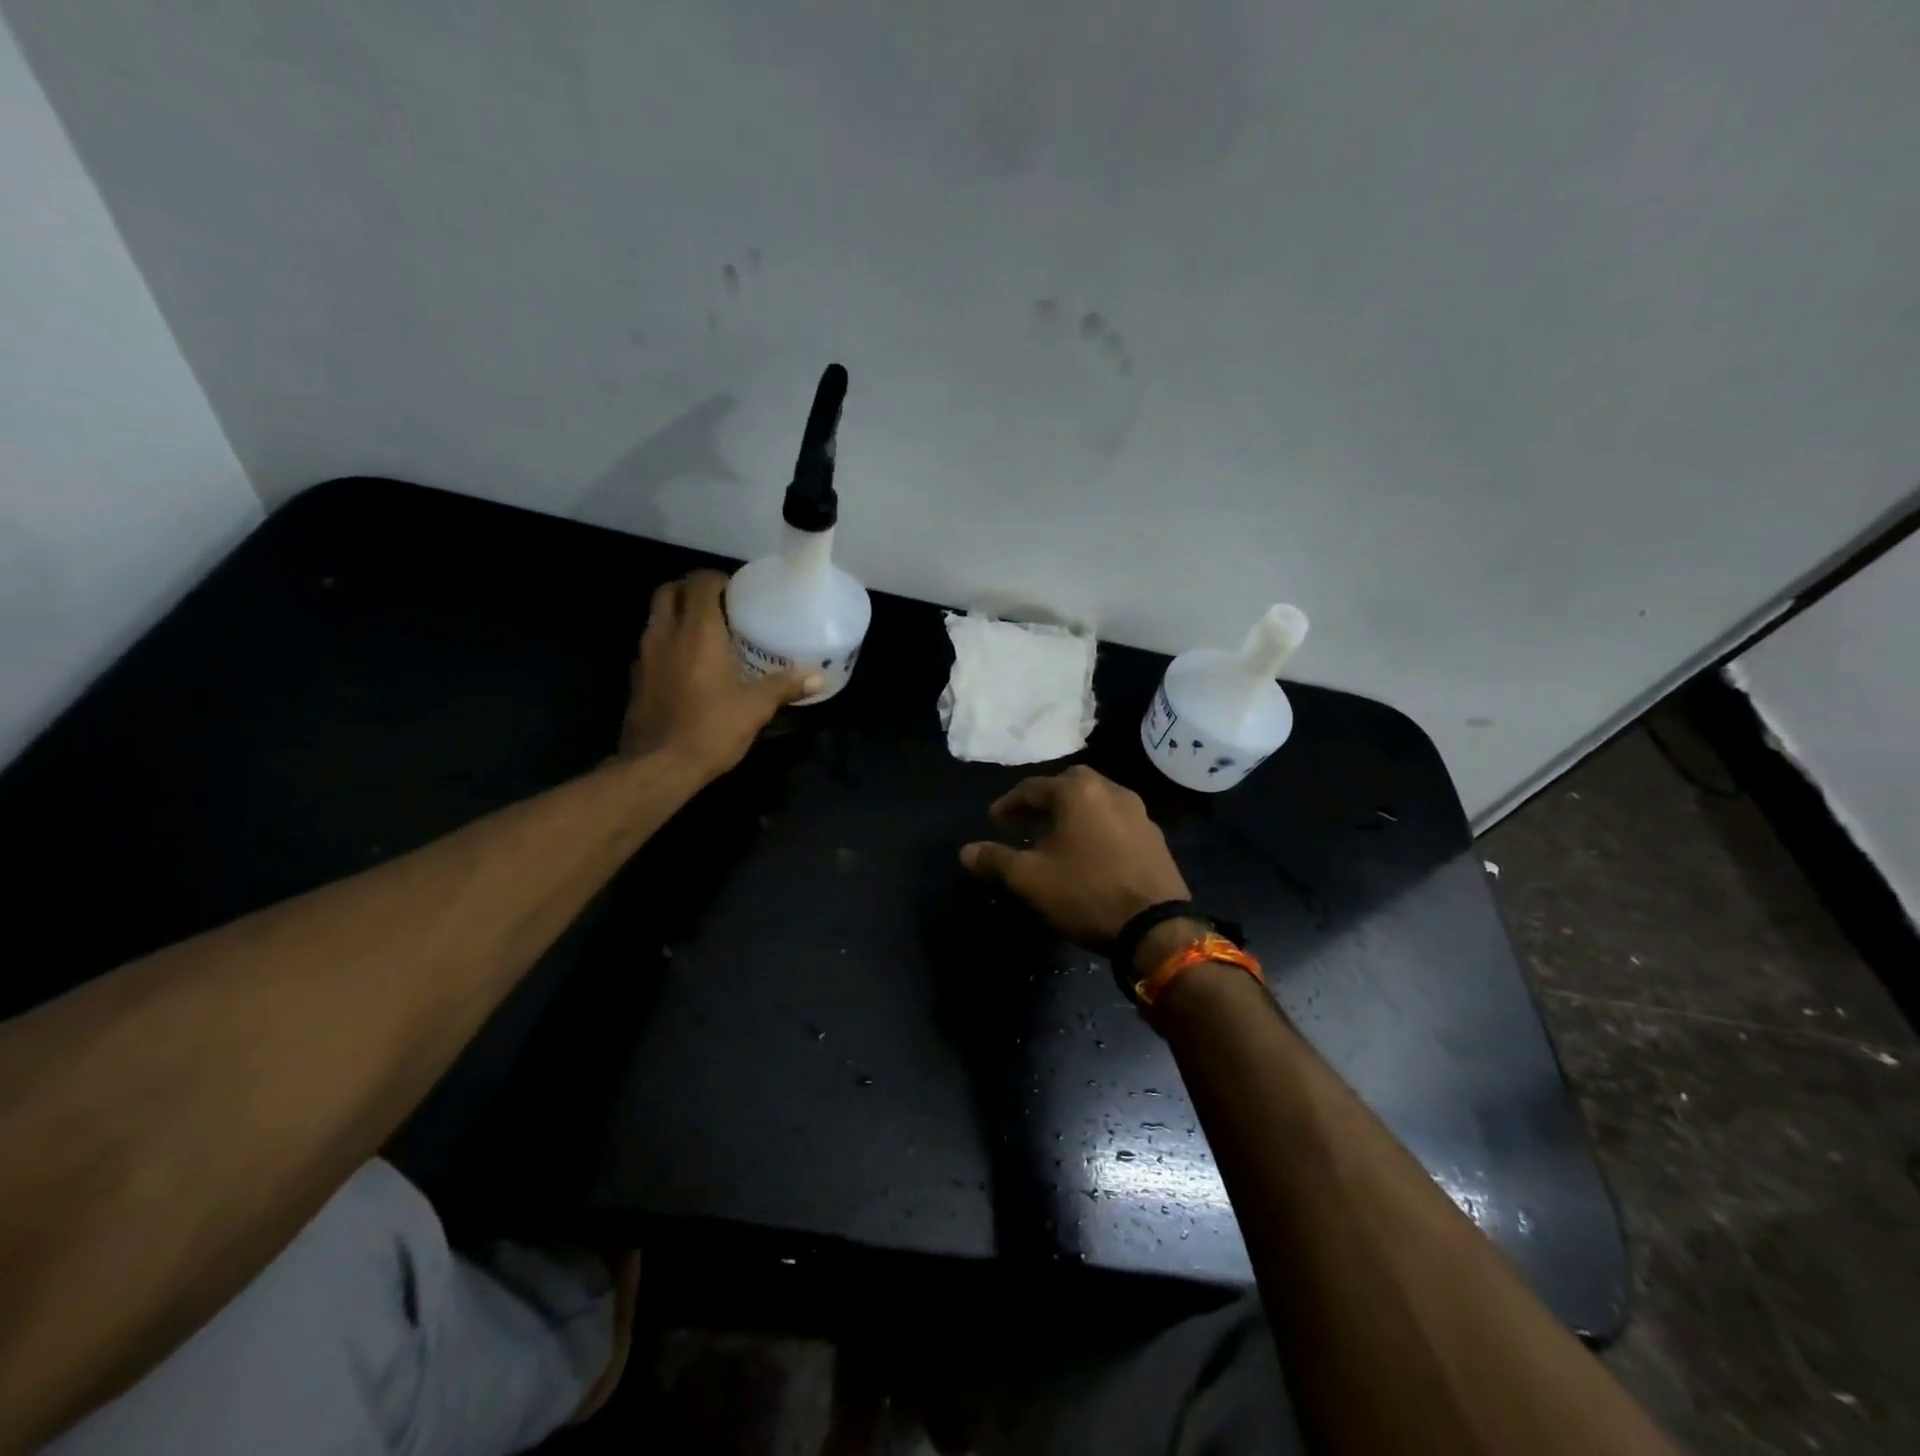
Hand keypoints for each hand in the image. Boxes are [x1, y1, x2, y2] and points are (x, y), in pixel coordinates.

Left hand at [618, 572, 818, 777]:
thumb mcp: (756, 708)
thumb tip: (819, 676)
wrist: (658, 767)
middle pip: (669, 592)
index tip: (737, 592)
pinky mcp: (636, 679)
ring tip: (707, 634)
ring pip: (657, 618)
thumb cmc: (711, 729)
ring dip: (677, 615)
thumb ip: (785, 686)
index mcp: (697, 632)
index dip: (718, 579)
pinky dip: (668, 643)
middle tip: (719, 607)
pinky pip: (651, 645)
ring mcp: (645, 656)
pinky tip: (689, 666)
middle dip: (692, 591)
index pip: (700, 582)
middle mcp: (666, 634)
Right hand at [960, 766, 1190, 951]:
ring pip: (1096, 801)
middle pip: (1069, 785)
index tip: (994, 821)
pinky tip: (1088, 851)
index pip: (1033, 788)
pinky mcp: (1154, 838)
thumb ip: (996, 860)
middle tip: (1025, 821)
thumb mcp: (1030, 879)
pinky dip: (1095, 827)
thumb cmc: (1086, 893)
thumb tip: (966, 851)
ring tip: (1055, 836)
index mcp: (1079, 792)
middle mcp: (1111, 791)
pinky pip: (1116, 820)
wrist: (1156, 928)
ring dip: (1072, 812)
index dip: (1009, 804)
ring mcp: (1139, 813)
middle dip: (1044, 800)